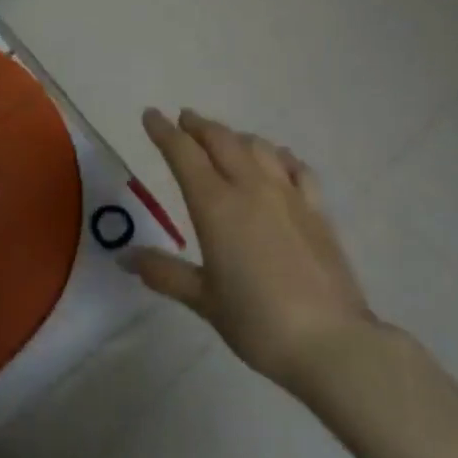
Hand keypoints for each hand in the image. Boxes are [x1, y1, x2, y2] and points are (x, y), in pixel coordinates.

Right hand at [127, 108, 377, 392]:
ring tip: (225, 139)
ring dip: (235, 136)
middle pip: (220, 139)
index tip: (151, 115)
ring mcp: (287, 194)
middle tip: (184, 119)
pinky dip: (279, 156)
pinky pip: (295, 167)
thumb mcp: (205, 300)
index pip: (183, 153)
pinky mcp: (316, 209)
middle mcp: (250, 186)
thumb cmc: (258, 323)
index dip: (164, 131)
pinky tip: (278, 160)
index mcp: (215, 204)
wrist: (332, 343)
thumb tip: (125, 257)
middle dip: (198, 125)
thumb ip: (165, 272)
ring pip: (257, 146)